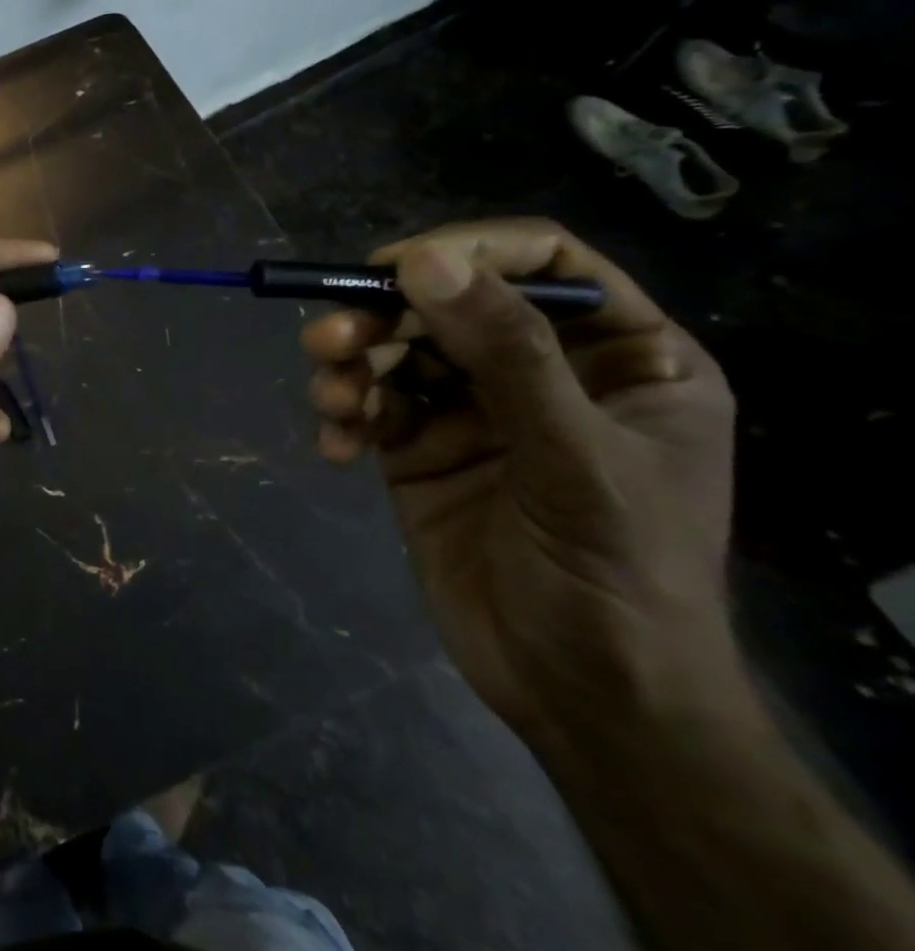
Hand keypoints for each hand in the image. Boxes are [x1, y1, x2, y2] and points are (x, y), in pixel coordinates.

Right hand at [301, 219, 737, 747]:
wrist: (580, 699)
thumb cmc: (617, 579)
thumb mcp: (574, 459)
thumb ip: (506, 353)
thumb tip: (422, 261)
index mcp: (620, 357)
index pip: (544, 263)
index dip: (469, 251)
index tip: (394, 267)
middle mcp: (541, 370)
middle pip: (447, 302)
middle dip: (382, 316)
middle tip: (329, 340)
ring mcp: (473, 408)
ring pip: (396, 348)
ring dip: (350, 365)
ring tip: (331, 400)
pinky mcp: (418, 446)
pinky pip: (370, 403)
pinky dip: (345, 415)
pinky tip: (336, 448)